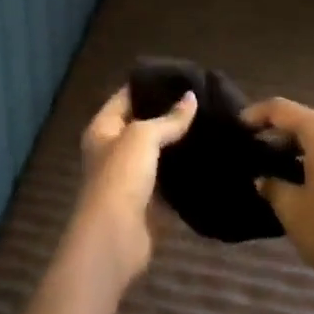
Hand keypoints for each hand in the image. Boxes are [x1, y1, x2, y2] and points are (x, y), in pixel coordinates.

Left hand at [71, 87, 195, 284]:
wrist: (115, 238)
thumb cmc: (121, 177)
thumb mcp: (143, 137)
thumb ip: (169, 118)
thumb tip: (192, 98)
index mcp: (103, 129)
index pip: (126, 96)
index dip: (150, 84)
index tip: (182, 75)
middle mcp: (114, 150)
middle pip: (143, 124)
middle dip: (169, 113)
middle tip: (203, 98)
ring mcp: (131, 177)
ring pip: (158, 152)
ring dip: (179, 143)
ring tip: (210, 122)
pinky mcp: (148, 201)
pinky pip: (169, 179)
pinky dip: (184, 171)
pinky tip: (208, 156)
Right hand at [247, 99, 313, 296]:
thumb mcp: (290, 207)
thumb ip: (272, 185)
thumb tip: (263, 179)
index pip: (283, 109)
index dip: (257, 114)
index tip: (237, 127)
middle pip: (304, 121)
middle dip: (276, 132)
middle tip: (252, 149)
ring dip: (295, 147)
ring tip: (270, 166)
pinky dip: (313, 159)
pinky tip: (297, 180)